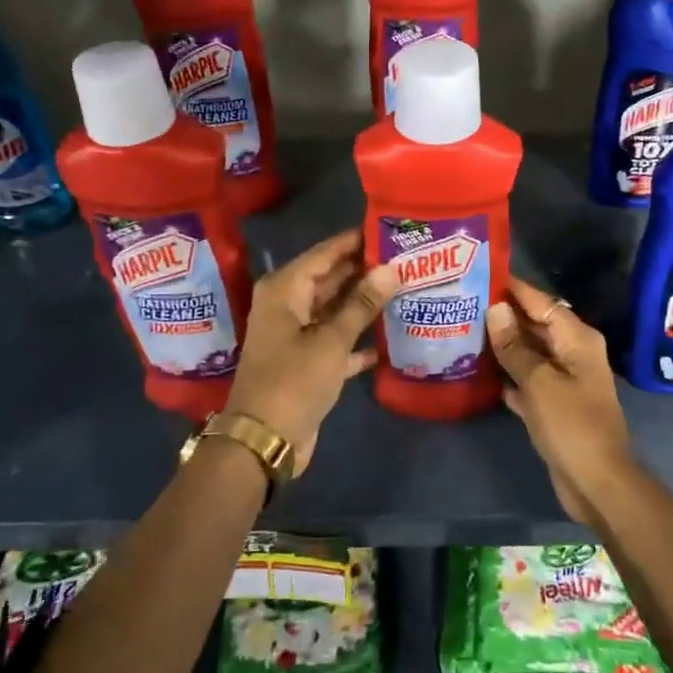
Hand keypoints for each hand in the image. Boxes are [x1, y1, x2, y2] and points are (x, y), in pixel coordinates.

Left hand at [223, 229, 392, 472]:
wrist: (264, 440)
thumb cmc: (293, 381)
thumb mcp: (331, 340)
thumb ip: (362, 303)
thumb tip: (391, 268)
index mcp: (285, 289)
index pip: (326, 252)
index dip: (357, 241)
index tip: (392, 231)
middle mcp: (288, 305)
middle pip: (331, 278)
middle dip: (366, 272)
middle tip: (408, 260)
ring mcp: (296, 334)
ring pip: (336, 309)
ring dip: (366, 304)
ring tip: (407, 289)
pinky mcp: (307, 361)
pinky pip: (337, 340)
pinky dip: (359, 339)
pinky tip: (391, 335)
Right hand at [487, 278, 634, 524]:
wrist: (597, 484)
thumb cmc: (572, 426)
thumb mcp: (539, 383)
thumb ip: (515, 347)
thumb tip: (495, 309)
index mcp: (577, 339)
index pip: (541, 302)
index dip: (513, 288)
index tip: (480, 272)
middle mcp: (572, 353)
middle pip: (534, 325)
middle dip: (502, 315)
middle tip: (462, 302)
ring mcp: (562, 380)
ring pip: (527, 353)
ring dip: (501, 345)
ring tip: (463, 329)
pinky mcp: (552, 405)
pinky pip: (525, 379)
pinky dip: (506, 374)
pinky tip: (476, 369)